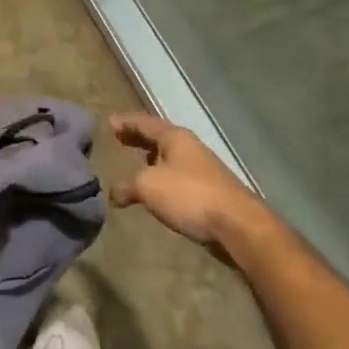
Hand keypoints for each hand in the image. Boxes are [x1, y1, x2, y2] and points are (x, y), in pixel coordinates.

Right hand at [110, 112, 278, 261]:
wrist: (239, 226)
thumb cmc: (189, 195)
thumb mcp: (148, 186)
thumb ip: (127, 185)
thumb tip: (113, 193)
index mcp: (175, 137)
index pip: (145, 122)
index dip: (126, 122)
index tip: (110, 122)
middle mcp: (190, 148)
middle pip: (159, 138)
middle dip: (139, 139)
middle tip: (119, 139)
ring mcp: (204, 170)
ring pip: (171, 158)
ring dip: (152, 160)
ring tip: (136, 165)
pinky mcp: (212, 192)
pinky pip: (179, 178)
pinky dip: (164, 178)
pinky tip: (159, 192)